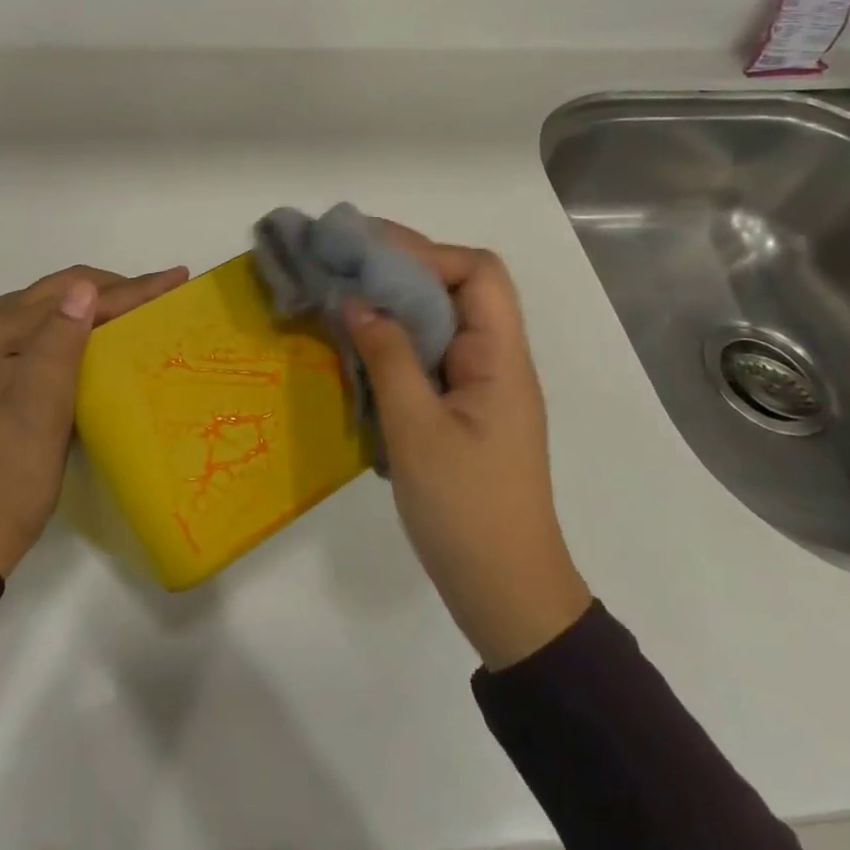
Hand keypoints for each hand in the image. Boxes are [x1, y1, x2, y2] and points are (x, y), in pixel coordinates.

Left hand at [0, 264, 188, 578]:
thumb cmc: (12, 463)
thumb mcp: (38, 402)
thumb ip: (60, 340)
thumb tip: (87, 287)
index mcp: (6, 327)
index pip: (78, 293)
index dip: (131, 287)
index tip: (178, 279)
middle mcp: (6, 328)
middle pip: (73, 291)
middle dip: (124, 289)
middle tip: (171, 292)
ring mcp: (14, 350)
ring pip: (72, 310)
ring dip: (113, 305)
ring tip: (155, 307)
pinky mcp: (25, 372)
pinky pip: (69, 334)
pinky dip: (100, 329)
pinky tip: (123, 338)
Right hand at [345, 225, 591, 670]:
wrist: (505, 594)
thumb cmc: (466, 511)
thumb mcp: (416, 430)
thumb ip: (388, 357)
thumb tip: (356, 300)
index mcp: (501, 358)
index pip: (479, 273)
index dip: (428, 255)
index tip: (370, 258)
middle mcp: (497, 360)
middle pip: (459, 288)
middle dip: (403, 268)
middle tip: (345, 264)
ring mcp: (481, 385)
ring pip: (442, 320)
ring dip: (396, 303)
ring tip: (344, 294)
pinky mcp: (462, 408)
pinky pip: (430, 354)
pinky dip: (396, 339)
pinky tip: (358, 344)